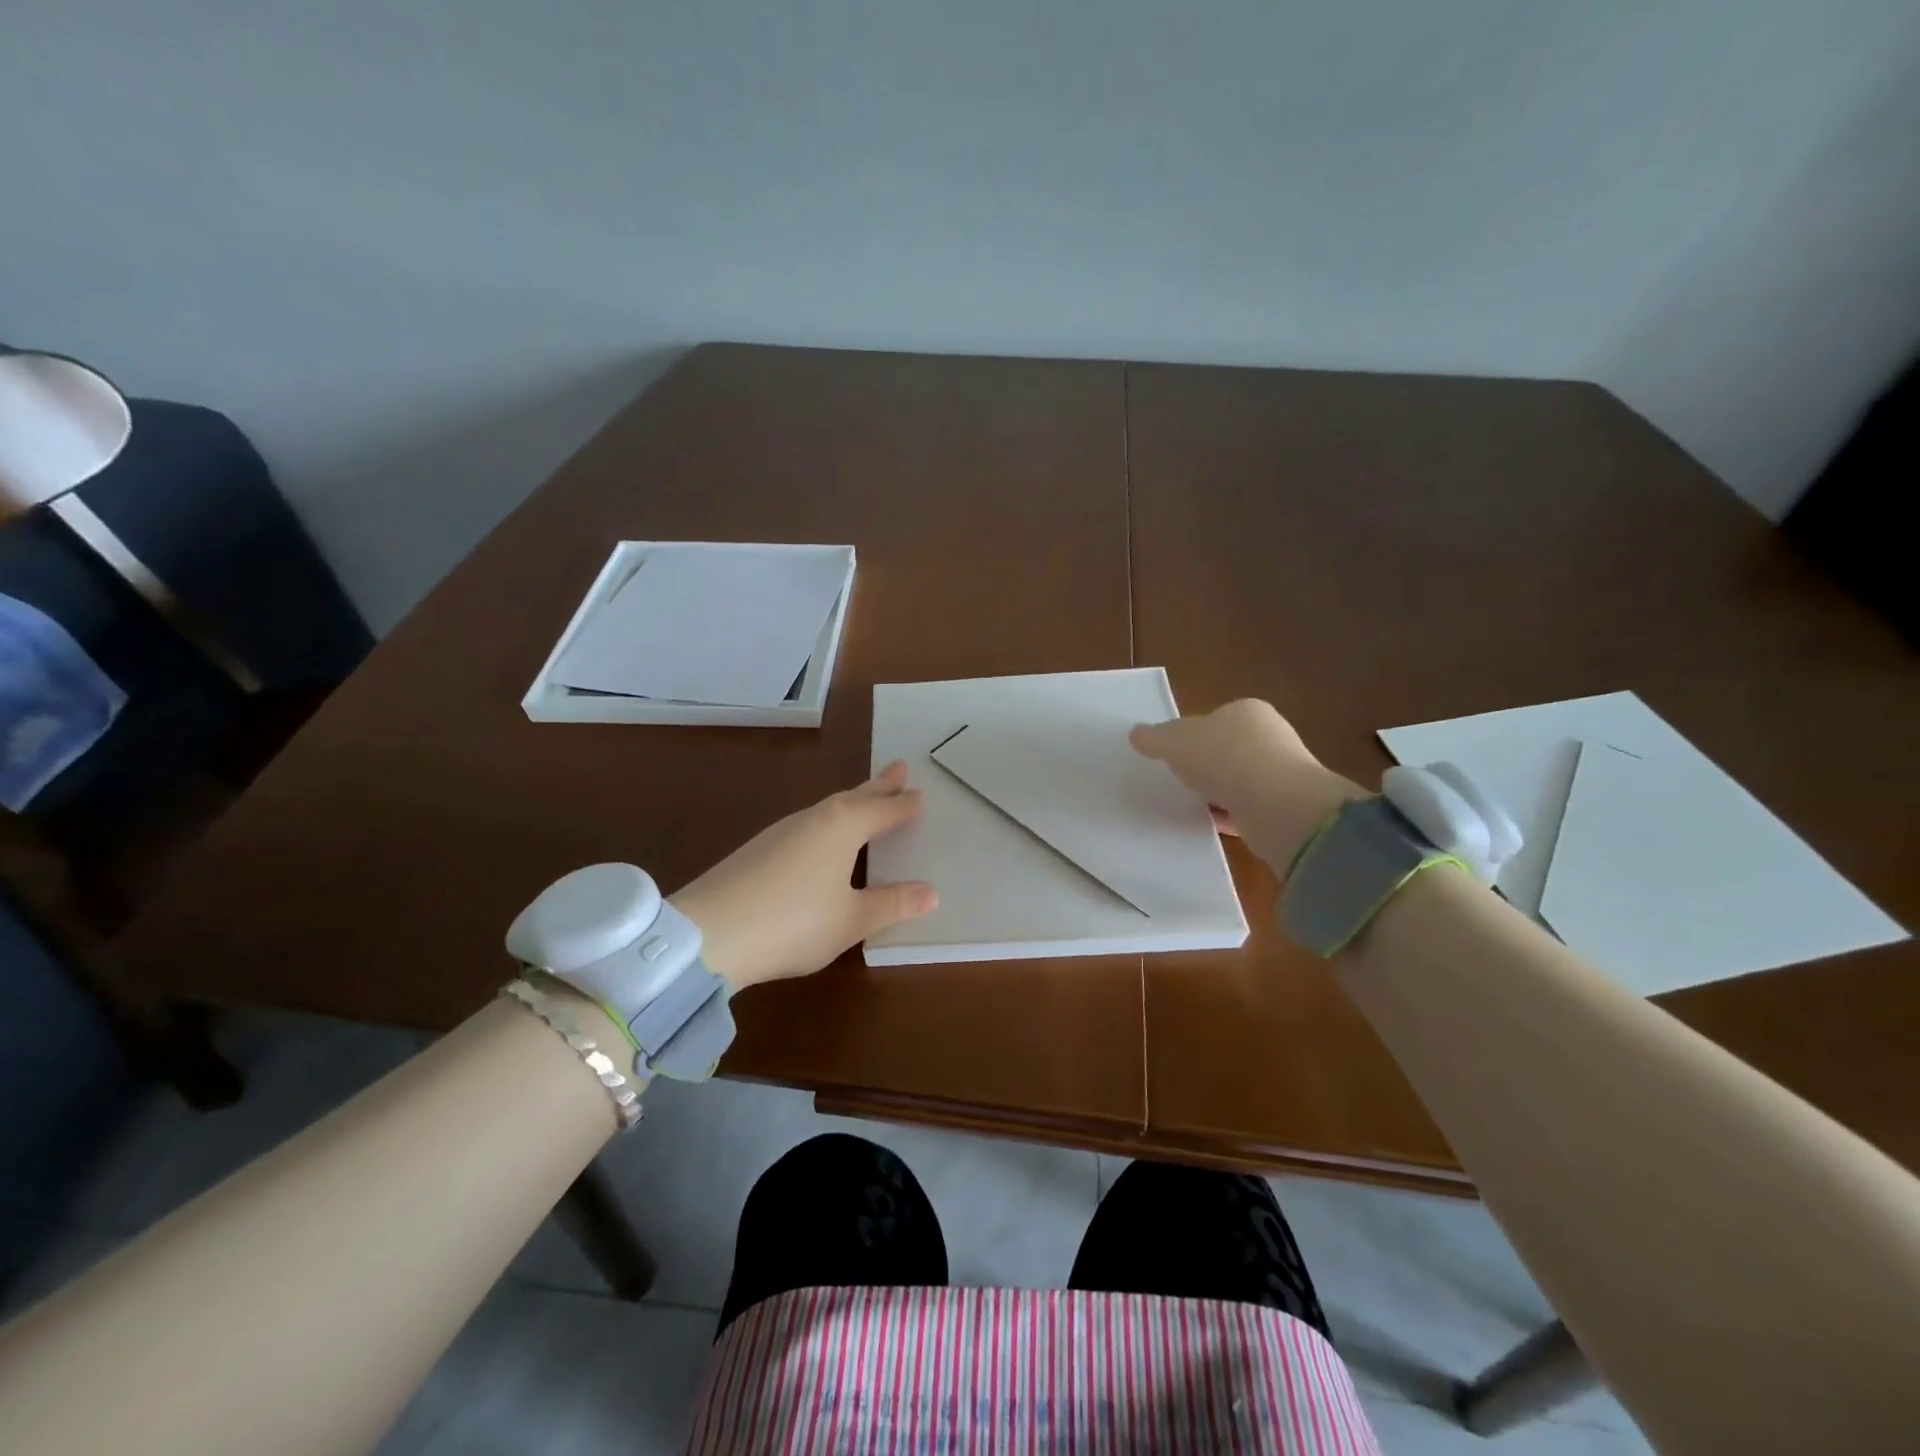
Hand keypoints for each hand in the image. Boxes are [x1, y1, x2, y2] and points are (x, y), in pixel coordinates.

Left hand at [669, 761, 937, 992]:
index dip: (904, 805)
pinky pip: (809, 825)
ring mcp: (782, 831)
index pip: (883, 809)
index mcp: (843, 826)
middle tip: (899, 769)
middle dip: (878, 786)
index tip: (921, 794)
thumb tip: (931, 892)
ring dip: (853, 802)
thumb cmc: (794, 922)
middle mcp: (814, 818)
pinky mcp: (759, 849)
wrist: (708, 934)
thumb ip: (892, 904)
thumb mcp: (853, 919)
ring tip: (866, 800)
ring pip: (829, 809)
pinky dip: (829, 823)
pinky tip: (822, 839)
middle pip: (854, 797)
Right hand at [1130, 700, 1365, 867]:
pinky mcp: (1284, 808)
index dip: (1193, 734)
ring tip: (1190, 804)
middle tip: (1179, 779)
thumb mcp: (1174, 741)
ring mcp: (1281, 774)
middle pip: (1228, 749)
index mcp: (1247, 711)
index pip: (1216, 718)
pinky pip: (1247, 810)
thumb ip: (1154, 737)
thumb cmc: (1224, 758)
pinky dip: (1229, 816)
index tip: (1174, 753)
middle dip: (1207, 764)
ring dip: (1218, 792)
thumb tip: (1136, 734)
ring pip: (1239, 781)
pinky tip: (1209, 824)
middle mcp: (1270, 737)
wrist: (1276, 805)